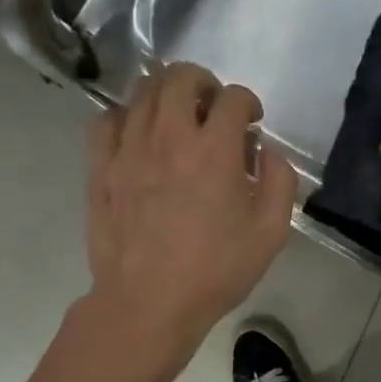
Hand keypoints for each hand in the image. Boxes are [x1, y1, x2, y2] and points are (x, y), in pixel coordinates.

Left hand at [83, 62, 297, 364]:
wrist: (147, 303)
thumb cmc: (214, 272)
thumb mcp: (270, 234)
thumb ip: (279, 182)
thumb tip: (267, 151)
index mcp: (215, 151)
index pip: (233, 98)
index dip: (248, 102)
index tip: (252, 122)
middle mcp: (169, 137)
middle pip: (180, 77)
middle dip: (204, 82)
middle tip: (212, 107)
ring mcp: (129, 149)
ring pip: (142, 91)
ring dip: (166, 94)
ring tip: (176, 117)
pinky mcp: (101, 167)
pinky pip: (107, 120)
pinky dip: (126, 116)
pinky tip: (137, 135)